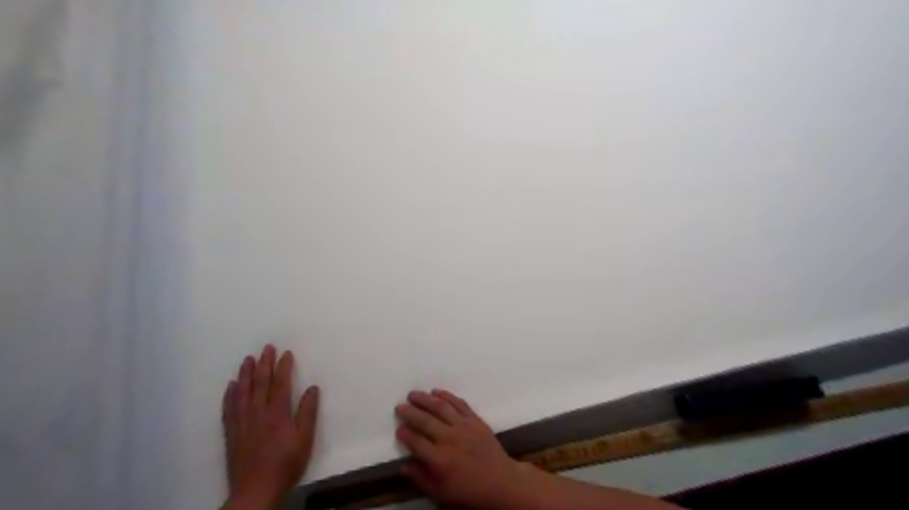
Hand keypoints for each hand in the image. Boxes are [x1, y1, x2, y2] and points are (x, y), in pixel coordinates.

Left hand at [219, 345, 319, 507]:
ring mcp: (242, 423)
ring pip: (242, 393)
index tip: (285, 353)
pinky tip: (231, 386)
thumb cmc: (286, 463)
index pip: (280, 384)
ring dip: (246, 374)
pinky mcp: (232, 433)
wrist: (256, 490)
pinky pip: (229, 409)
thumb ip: (308, 412)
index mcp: (277, 413)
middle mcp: (257, 413)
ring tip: (247, 359)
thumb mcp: (305, 439)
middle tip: (266, 348)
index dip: (283, 367)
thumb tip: (312, 388)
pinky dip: (230, 395)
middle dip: (264, 364)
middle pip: (260, 384)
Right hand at [395, 389, 530, 509]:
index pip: (416, 441)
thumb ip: (421, 478)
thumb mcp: (441, 494)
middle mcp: (449, 438)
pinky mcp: (475, 419)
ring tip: (413, 394)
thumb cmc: (468, 491)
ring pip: (440, 407)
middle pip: (425, 421)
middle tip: (400, 406)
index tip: (398, 429)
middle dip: (410, 412)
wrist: (500, 482)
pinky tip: (436, 391)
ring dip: (425, 399)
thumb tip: (403, 465)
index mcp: (439, 459)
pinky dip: (446, 395)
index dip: (405, 433)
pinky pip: (458, 403)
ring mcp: (463, 426)